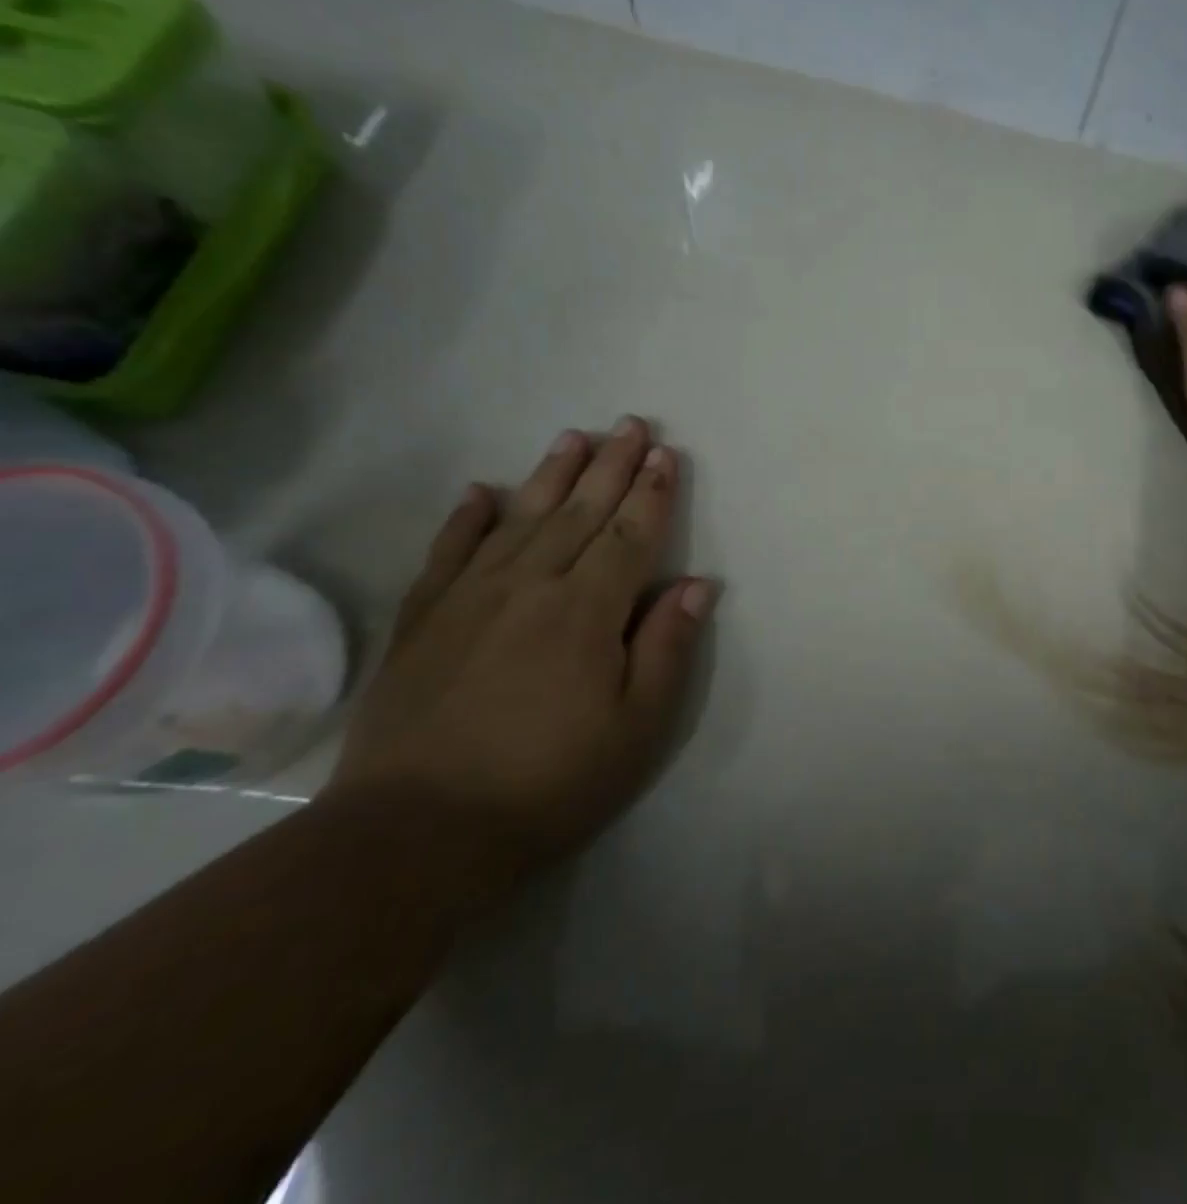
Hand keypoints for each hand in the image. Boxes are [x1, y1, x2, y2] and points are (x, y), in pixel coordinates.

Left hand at [329, 418, 718, 874]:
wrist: (415, 834)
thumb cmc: (550, 782)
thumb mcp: (637, 727)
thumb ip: (668, 647)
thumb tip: (699, 584)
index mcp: (587, 611)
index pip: (629, 535)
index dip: (651, 493)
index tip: (665, 454)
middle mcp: (530, 586)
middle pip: (579, 512)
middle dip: (610, 466)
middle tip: (629, 424)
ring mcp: (468, 599)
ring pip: (520, 519)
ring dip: (550, 475)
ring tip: (572, 437)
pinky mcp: (422, 621)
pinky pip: (448, 553)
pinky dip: (466, 519)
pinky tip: (479, 492)